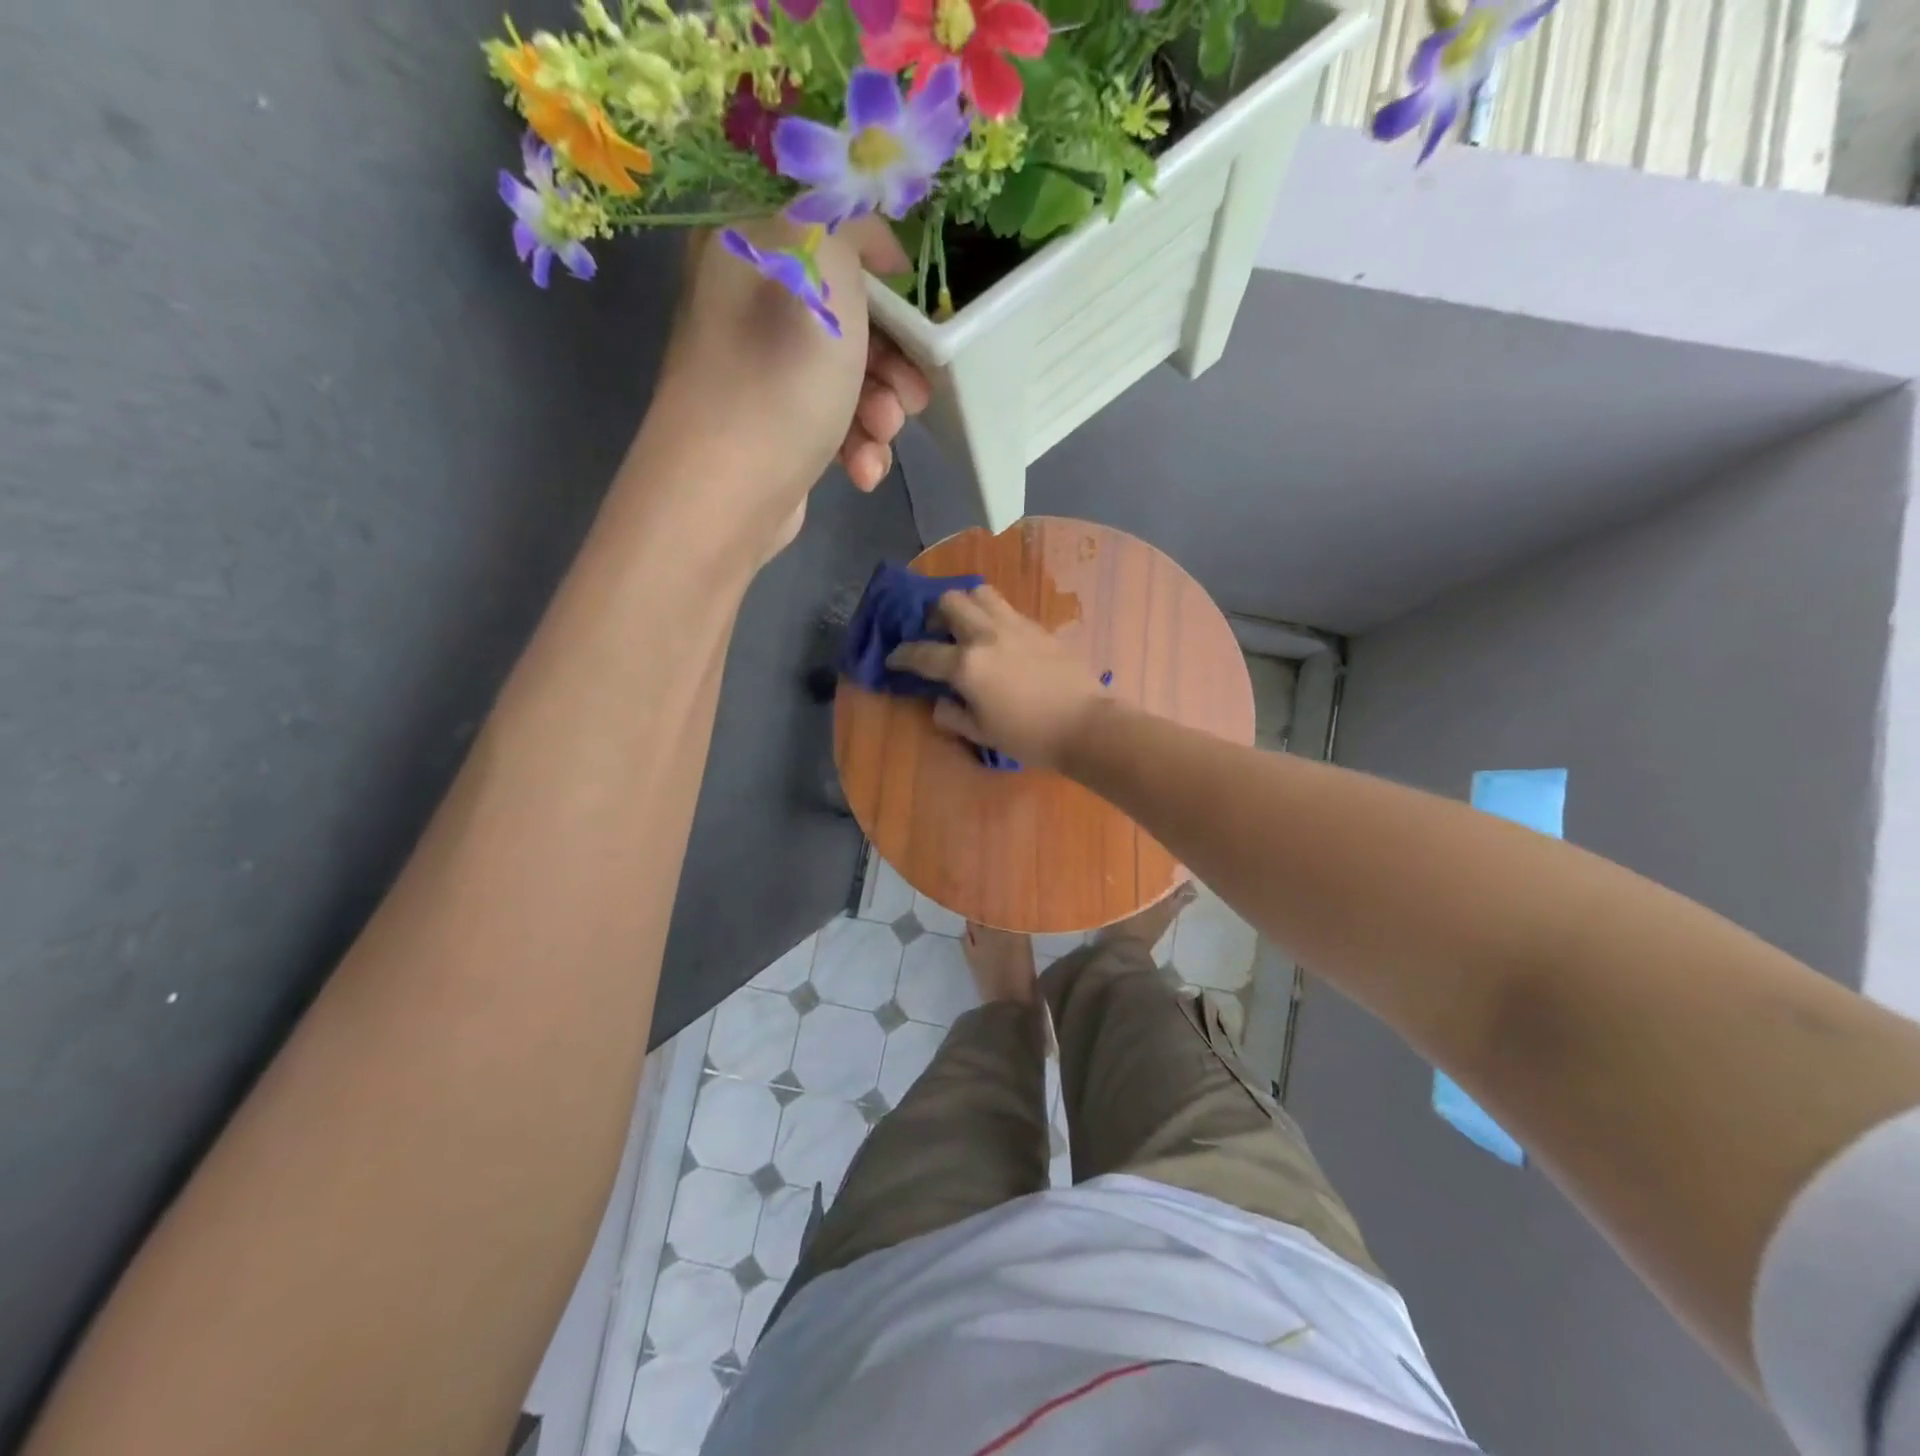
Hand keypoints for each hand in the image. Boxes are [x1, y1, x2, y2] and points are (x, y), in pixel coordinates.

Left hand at [638, 216, 930, 559]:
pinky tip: (862, 472)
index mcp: (748, 249)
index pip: (828, 235)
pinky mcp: (775, 428)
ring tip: (881, 437)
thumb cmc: (778, 380)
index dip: (880, 270)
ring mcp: (761, 372)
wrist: (726, 496)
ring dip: (880, 411)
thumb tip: (867, 238)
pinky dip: (856, 446)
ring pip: (848, 377)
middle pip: (848, 316)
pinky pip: (832, 422)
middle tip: (912, 393)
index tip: (915, 307)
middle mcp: (749, 305)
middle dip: (892, 360)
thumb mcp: (823, 272)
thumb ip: (849, 225)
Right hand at [885, 586, 1109, 771]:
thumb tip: (940, 702)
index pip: (922, 653)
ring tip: (966, 625)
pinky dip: (993, 616)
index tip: (893, 659)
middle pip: (950, 602)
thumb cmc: (1030, 736)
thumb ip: (953, 715)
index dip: (901, 655)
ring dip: (965, 604)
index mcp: (967, 665)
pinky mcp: (1039, 627)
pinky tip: (998, 638)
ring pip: (980, 593)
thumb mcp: (982, 733)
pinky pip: (1007, 609)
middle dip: (933, 614)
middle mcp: (987, 635)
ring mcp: (1015, 625)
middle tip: (935, 633)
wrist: (1086, 725)